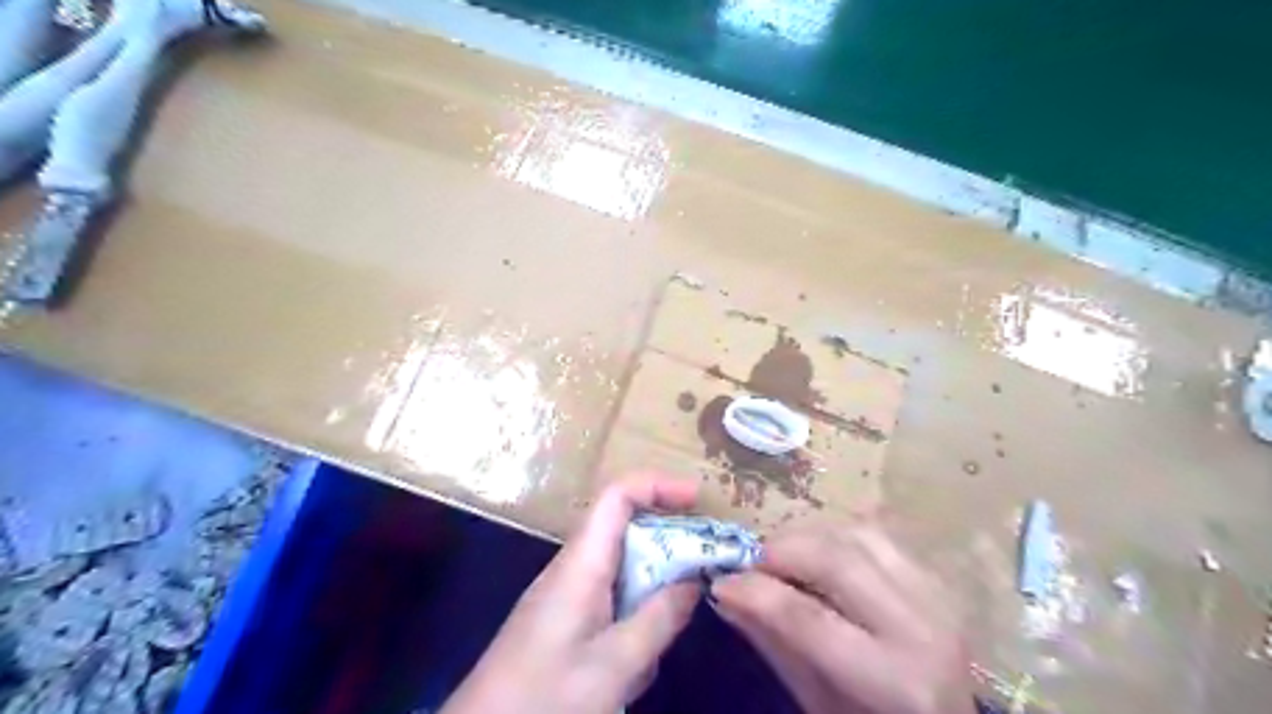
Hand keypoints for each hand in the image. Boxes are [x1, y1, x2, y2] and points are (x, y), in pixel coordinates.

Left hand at [437, 474, 693, 713]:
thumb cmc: (543, 698)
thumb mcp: (613, 666)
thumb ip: (658, 619)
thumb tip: (694, 580)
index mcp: (581, 563)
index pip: (617, 497)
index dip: (657, 485)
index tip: (697, 498)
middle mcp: (573, 567)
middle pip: (625, 528)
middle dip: (668, 539)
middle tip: (706, 564)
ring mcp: (566, 593)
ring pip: (622, 567)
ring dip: (652, 586)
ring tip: (674, 624)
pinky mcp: (564, 619)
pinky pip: (610, 598)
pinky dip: (635, 614)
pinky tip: (640, 660)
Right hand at [713, 518, 975, 713]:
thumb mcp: (817, 703)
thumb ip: (773, 643)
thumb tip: (726, 593)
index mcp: (892, 680)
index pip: (807, 618)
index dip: (755, 591)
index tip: (720, 580)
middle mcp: (921, 628)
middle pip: (836, 560)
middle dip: (780, 550)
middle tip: (750, 562)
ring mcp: (934, 596)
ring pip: (856, 534)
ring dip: (808, 536)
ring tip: (782, 556)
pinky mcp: (934, 577)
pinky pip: (876, 535)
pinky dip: (836, 535)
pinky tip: (818, 553)